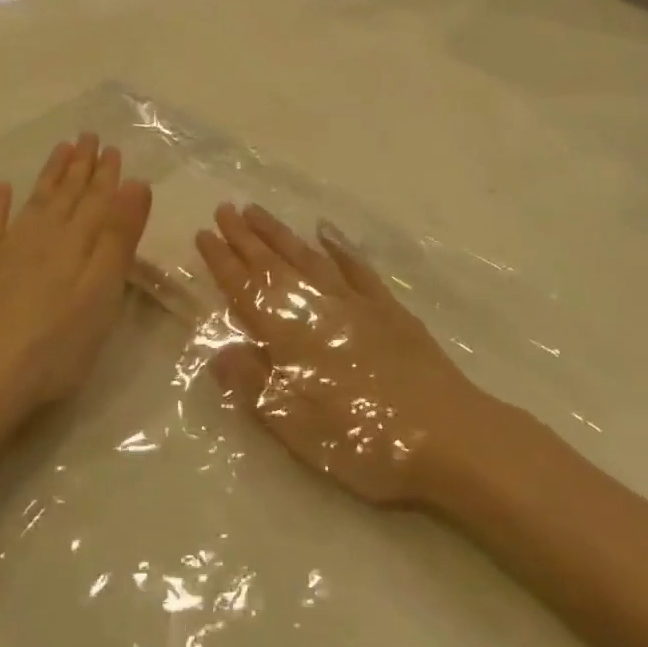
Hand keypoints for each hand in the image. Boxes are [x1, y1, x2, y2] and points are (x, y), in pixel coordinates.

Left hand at [0, 134, 151, 438]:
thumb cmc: (57, 343)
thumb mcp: (103, 291)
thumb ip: (119, 236)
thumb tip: (135, 182)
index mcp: (77, 242)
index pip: (97, 199)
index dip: (107, 174)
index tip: (112, 147)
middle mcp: (43, 236)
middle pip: (66, 193)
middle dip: (80, 165)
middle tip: (87, 136)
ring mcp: (7, 250)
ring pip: (35, 201)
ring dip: (49, 174)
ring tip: (60, 149)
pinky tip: (2, 188)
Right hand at [195, 203, 484, 506]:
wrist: (444, 433)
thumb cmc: (363, 438)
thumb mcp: (295, 425)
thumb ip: (253, 384)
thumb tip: (218, 351)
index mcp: (290, 336)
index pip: (246, 290)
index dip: (222, 262)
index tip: (203, 235)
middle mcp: (318, 307)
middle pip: (273, 264)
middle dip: (245, 236)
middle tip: (223, 208)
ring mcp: (355, 302)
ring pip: (308, 256)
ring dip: (280, 233)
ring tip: (257, 210)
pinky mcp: (387, 307)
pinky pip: (356, 267)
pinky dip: (338, 246)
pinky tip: (325, 231)